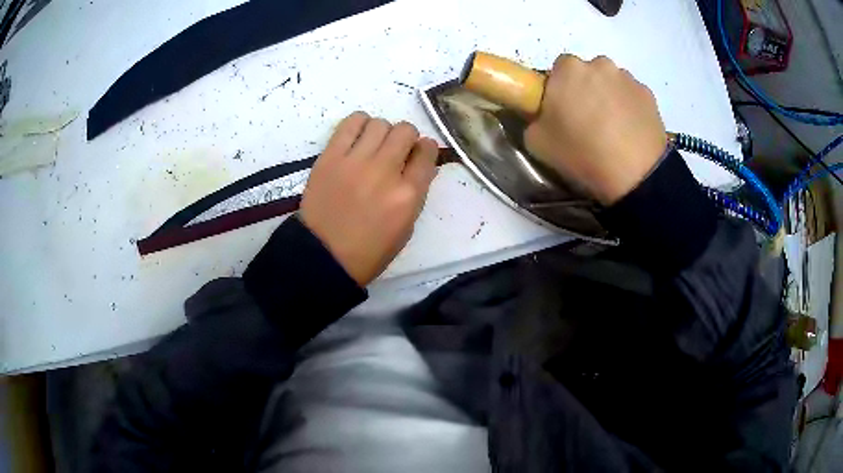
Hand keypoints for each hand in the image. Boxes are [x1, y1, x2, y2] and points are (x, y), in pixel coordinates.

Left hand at [300, 112, 438, 285]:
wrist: (323, 256)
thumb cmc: (369, 250)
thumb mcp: (406, 228)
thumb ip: (416, 192)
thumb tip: (420, 163)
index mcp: (408, 195)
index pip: (427, 152)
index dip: (426, 149)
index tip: (418, 154)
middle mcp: (385, 171)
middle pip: (405, 130)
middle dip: (406, 138)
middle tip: (395, 151)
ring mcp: (355, 161)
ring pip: (380, 123)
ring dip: (382, 132)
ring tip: (374, 146)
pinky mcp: (330, 157)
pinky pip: (351, 122)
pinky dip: (359, 124)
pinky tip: (358, 138)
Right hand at [525, 55, 666, 204]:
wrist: (635, 175)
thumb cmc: (583, 154)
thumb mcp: (536, 142)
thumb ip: (535, 119)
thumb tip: (545, 115)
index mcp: (568, 69)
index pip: (558, 70)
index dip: (559, 90)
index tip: (563, 112)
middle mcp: (598, 64)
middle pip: (587, 73)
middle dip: (586, 90)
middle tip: (588, 121)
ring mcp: (627, 77)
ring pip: (611, 83)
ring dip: (609, 98)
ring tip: (613, 130)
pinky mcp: (649, 94)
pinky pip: (632, 96)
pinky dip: (630, 109)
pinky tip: (630, 133)